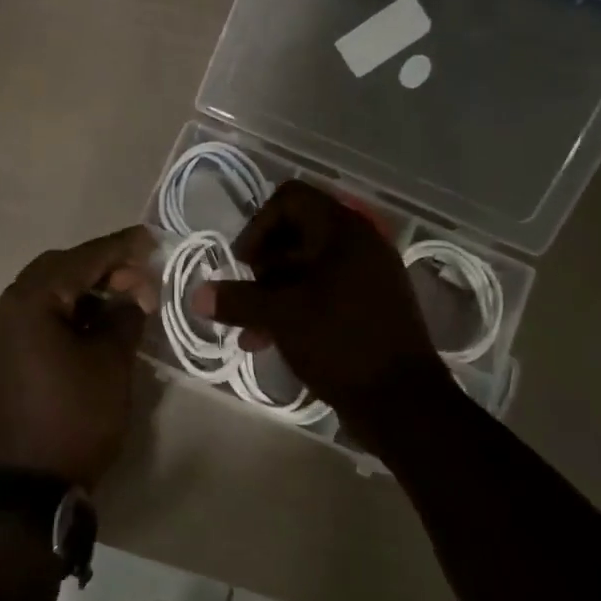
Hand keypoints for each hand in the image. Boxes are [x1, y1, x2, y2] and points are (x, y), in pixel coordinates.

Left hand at [0, 227, 157, 487]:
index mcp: (30, 302)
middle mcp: (5, 309)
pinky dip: (63, 312)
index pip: (81, 260)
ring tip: (119, 300)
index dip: (119, 248)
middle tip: (137, 278)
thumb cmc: (76, 418)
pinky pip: (34, 318)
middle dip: (100, 268)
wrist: (28, 487)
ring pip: (44, 293)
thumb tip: (131, 293)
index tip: (150, 239)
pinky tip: (89, 325)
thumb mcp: (111, 363)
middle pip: (57, 269)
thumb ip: (124, 316)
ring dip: (80, 290)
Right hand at [194, 181, 447, 422]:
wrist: (403, 401)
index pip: (290, 198)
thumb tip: (196, 295)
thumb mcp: (281, 317)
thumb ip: (237, 300)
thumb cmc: (340, 343)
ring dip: (273, 292)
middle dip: (262, 266)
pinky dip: (295, 307)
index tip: (244, 264)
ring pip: (306, 267)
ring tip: (251, 330)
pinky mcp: (369, 305)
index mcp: (342, 231)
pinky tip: (270, 340)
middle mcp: (358, 244)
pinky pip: (323, 291)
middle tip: (246, 297)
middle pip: (295, 233)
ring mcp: (367, 275)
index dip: (258, 225)